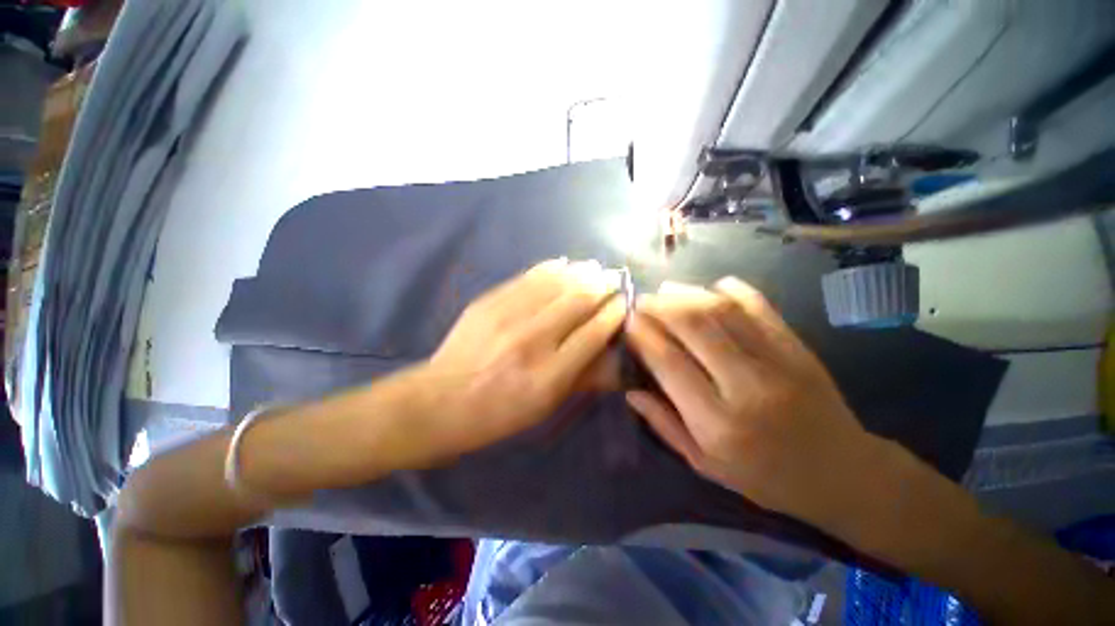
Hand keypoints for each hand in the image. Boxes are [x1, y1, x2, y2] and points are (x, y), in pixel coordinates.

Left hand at [418, 258, 624, 455]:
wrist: (443, 400)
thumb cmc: (501, 413)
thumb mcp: (547, 406)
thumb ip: (584, 378)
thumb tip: (616, 355)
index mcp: (550, 375)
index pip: (594, 333)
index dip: (614, 313)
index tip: (624, 302)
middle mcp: (532, 341)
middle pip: (578, 301)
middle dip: (602, 286)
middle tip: (613, 279)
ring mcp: (508, 317)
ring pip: (555, 284)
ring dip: (580, 272)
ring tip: (595, 268)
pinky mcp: (489, 302)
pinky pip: (527, 278)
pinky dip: (550, 268)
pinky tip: (564, 264)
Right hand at [624, 277, 878, 526]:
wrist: (842, 474)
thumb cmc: (765, 477)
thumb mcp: (705, 465)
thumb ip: (664, 425)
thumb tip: (630, 391)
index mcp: (717, 423)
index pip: (669, 363)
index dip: (643, 336)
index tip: (627, 321)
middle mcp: (745, 386)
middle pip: (693, 327)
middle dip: (659, 307)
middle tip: (640, 300)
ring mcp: (777, 362)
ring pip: (722, 311)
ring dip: (688, 294)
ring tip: (665, 290)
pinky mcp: (797, 348)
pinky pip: (760, 307)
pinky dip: (732, 290)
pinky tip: (712, 287)